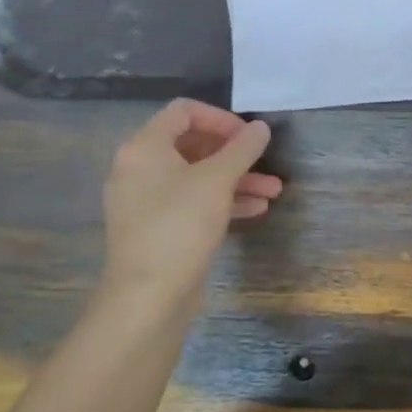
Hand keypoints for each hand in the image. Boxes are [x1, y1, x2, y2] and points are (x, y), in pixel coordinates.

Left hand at [96, 99, 280, 315]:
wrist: (147, 299)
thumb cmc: (180, 226)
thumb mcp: (218, 180)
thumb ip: (242, 148)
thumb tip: (260, 127)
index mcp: (144, 147)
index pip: (184, 111)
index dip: (220, 118)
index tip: (248, 135)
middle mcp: (138, 169)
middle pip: (192, 144)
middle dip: (234, 153)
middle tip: (264, 160)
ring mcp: (144, 201)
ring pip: (195, 177)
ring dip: (235, 179)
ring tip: (273, 191)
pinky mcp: (154, 229)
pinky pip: (190, 202)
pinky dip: (220, 201)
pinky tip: (255, 210)